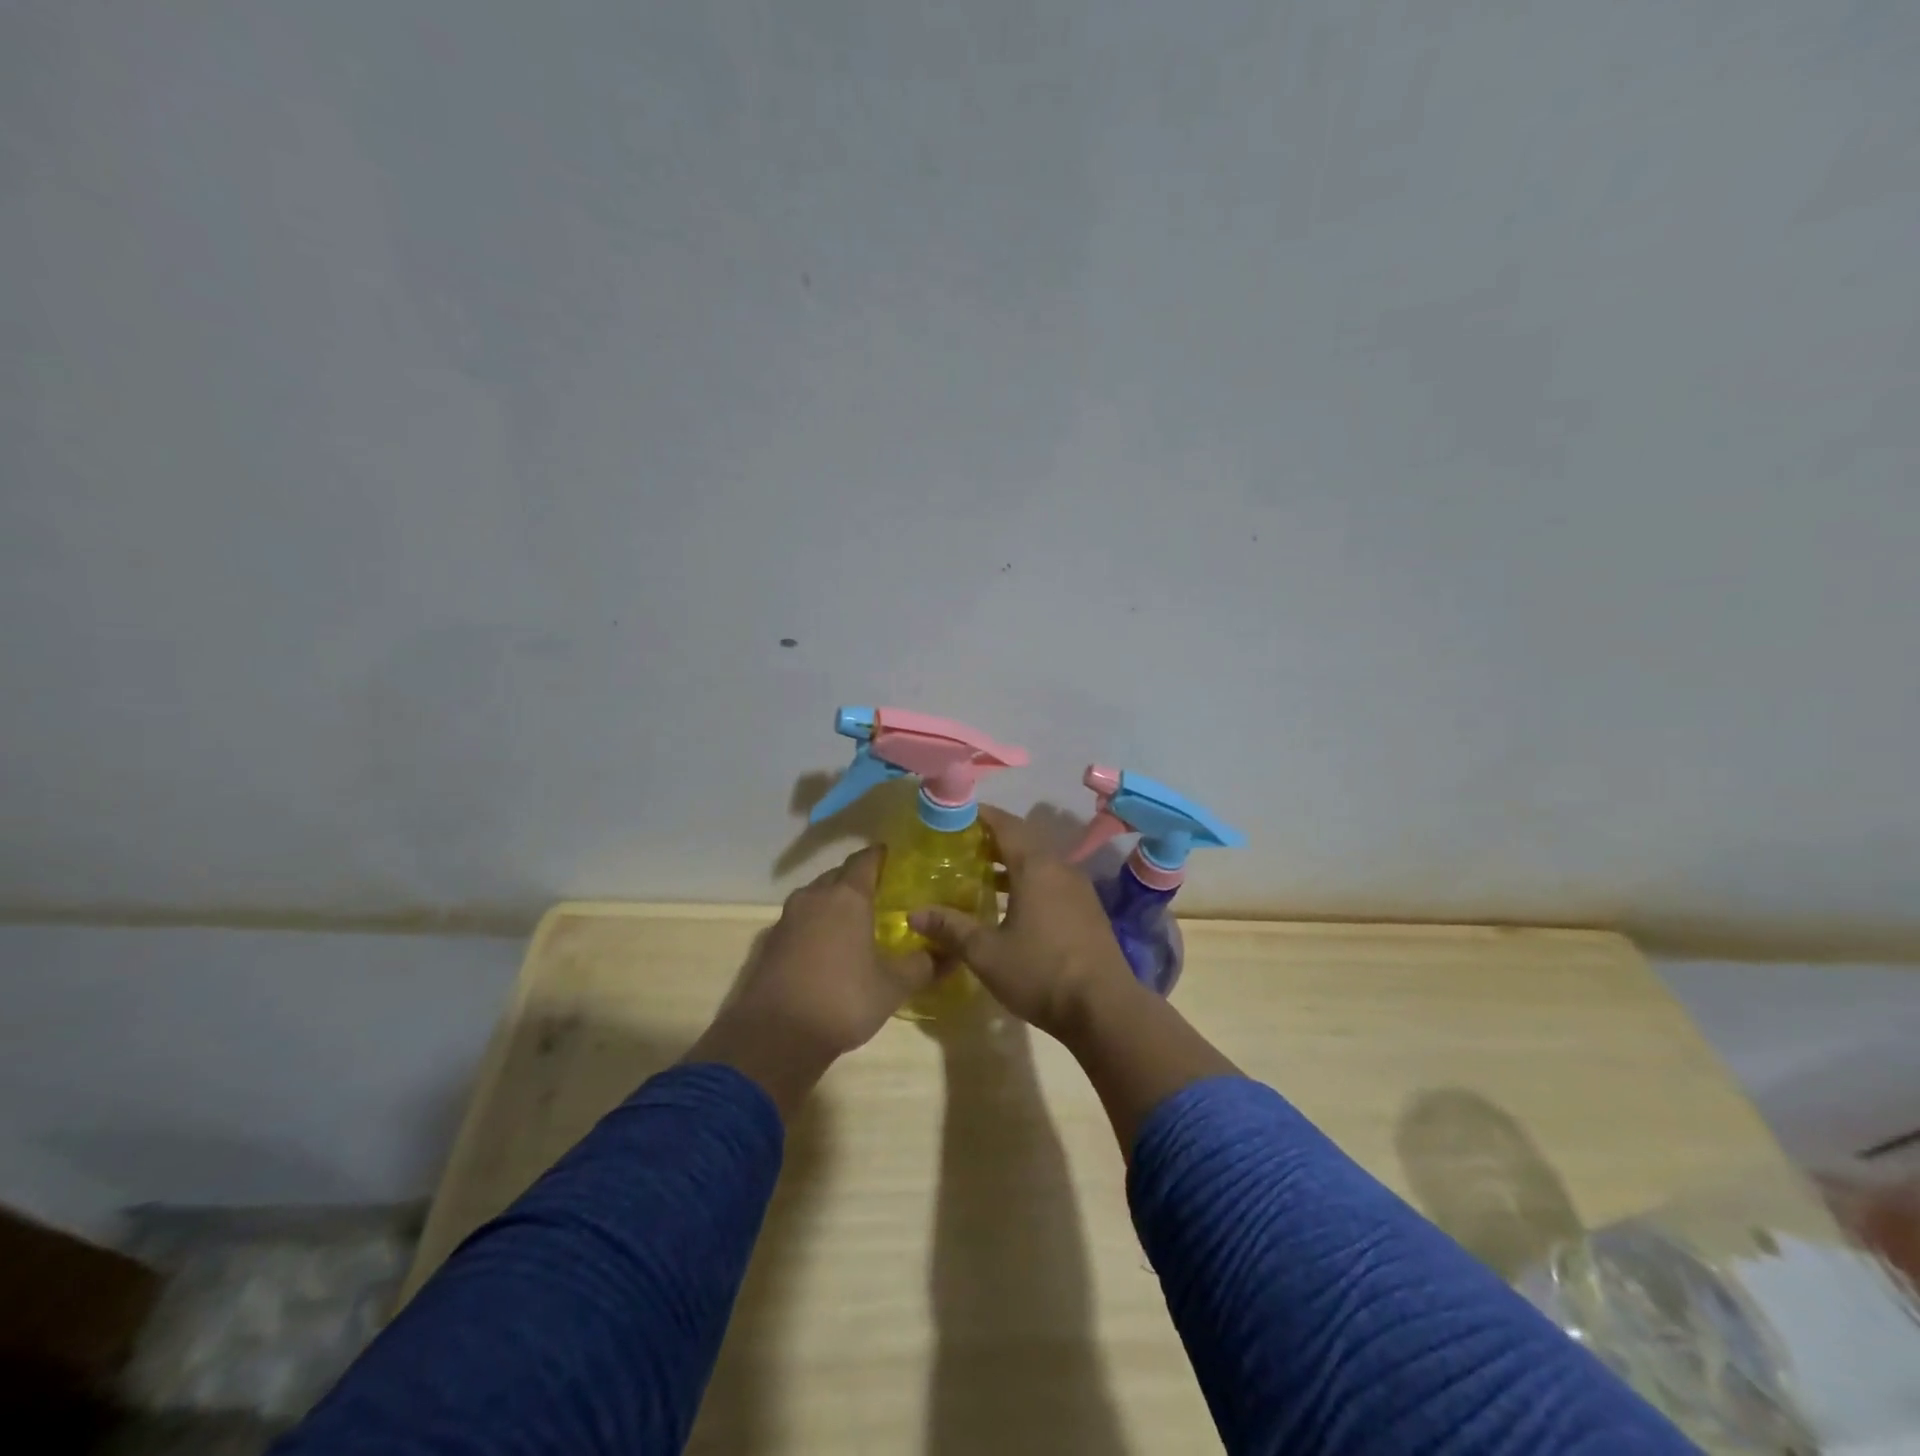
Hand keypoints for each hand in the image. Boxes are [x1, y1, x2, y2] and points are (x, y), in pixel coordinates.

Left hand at [689, 846, 934, 1117]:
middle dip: (857, 881)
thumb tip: (948, 955)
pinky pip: (799, 922)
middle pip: (838, 875)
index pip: (865, 859)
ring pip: (815, 898)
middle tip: (880, 896)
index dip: (880, 856)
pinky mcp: (770, 943)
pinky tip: (826, 950)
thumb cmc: (843, 999)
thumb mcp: (893, 986)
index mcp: (847, 896)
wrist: (776, 1036)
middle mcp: (814, 897)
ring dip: (833, 904)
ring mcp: (787, 919)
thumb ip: (922, 965)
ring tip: (855, 923)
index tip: (894, 860)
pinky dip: (815, 926)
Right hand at [910, 806, 1137, 1042]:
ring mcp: (1078, 889)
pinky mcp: (1087, 910)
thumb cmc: (1041, 972)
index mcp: (1036, 866)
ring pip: (1039, 863)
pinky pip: (1051, 882)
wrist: (1104, 1008)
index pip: (1005, 825)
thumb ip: (951, 928)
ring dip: (1010, 864)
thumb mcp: (986, 952)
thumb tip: (913, 914)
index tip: (954, 816)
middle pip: (1023, 841)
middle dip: (991, 840)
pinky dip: (1027, 882)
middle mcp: (1060, 868)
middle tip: (959, 847)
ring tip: (978, 875)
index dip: (980, 816)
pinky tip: (1010, 905)